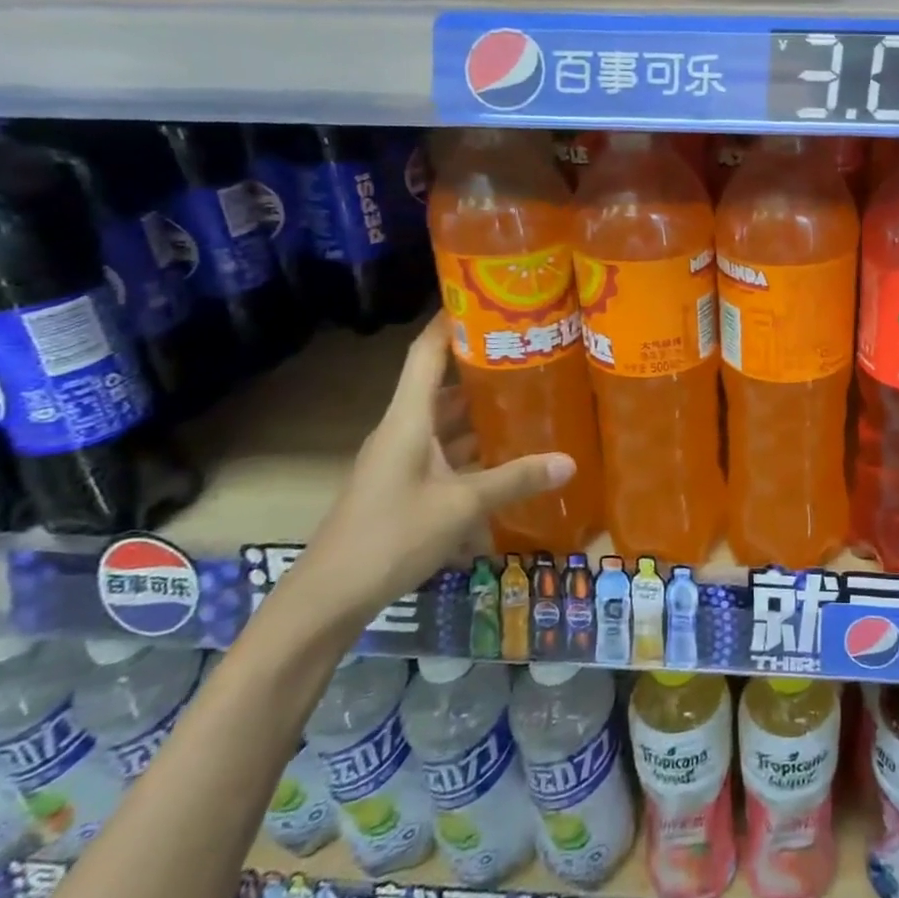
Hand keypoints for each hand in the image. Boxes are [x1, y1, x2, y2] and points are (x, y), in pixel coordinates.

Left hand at [296, 314, 574, 626]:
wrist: (328, 598)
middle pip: (440, 385)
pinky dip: (472, 446)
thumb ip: (515, 481)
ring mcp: (400, 461)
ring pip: (443, 422)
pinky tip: (505, 452)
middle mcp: (401, 431)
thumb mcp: (461, 506)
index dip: (450, 323)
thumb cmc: (390, 536)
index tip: (483, 299)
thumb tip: (570, 461)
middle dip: (480, 366)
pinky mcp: (403, 486)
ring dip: (478, 410)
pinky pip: (443, 452)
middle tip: (528, 350)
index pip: (425, 354)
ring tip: (527, 395)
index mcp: (407, 420)